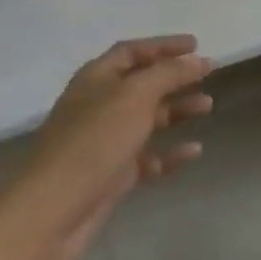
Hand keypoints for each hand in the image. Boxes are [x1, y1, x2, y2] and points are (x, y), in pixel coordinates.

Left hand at [0, 36, 211, 259]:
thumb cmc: (93, 142)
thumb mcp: (135, 97)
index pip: (132, 51)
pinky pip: (148, 157)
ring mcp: (105, 142)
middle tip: (209, 75)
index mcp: (96, 79)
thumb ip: (169, 74)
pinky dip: (170, 152)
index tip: (196, 45)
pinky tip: (195, 151)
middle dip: (176, 78)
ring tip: (208, 107)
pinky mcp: (112, 176)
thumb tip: (198, 59)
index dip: (164, 46)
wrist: (51, 214)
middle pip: (143, 84)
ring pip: (148, 119)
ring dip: (177, 111)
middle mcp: (100, 105)